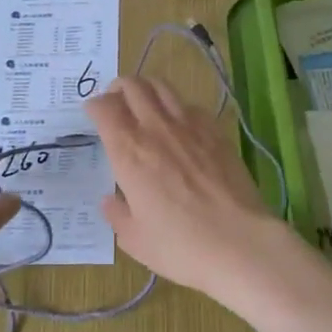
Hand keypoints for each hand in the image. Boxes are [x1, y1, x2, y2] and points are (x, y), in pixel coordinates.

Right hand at [84, 77, 285, 302]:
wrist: (239, 242)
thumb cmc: (180, 246)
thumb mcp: (135, 240)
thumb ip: (117, 215)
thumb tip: (110, 200)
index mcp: (128, 151)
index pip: (104, 108)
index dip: (94, 106)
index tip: (93, 115)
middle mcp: (155, 128)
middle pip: (132, 85)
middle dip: (118, 88)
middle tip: (115, 102)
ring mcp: (189, 125)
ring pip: (162, 86)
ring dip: (147, 88)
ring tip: (144, 103)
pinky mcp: (216, 130)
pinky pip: (190, 105)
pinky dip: (177, 107)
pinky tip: (180, 125)